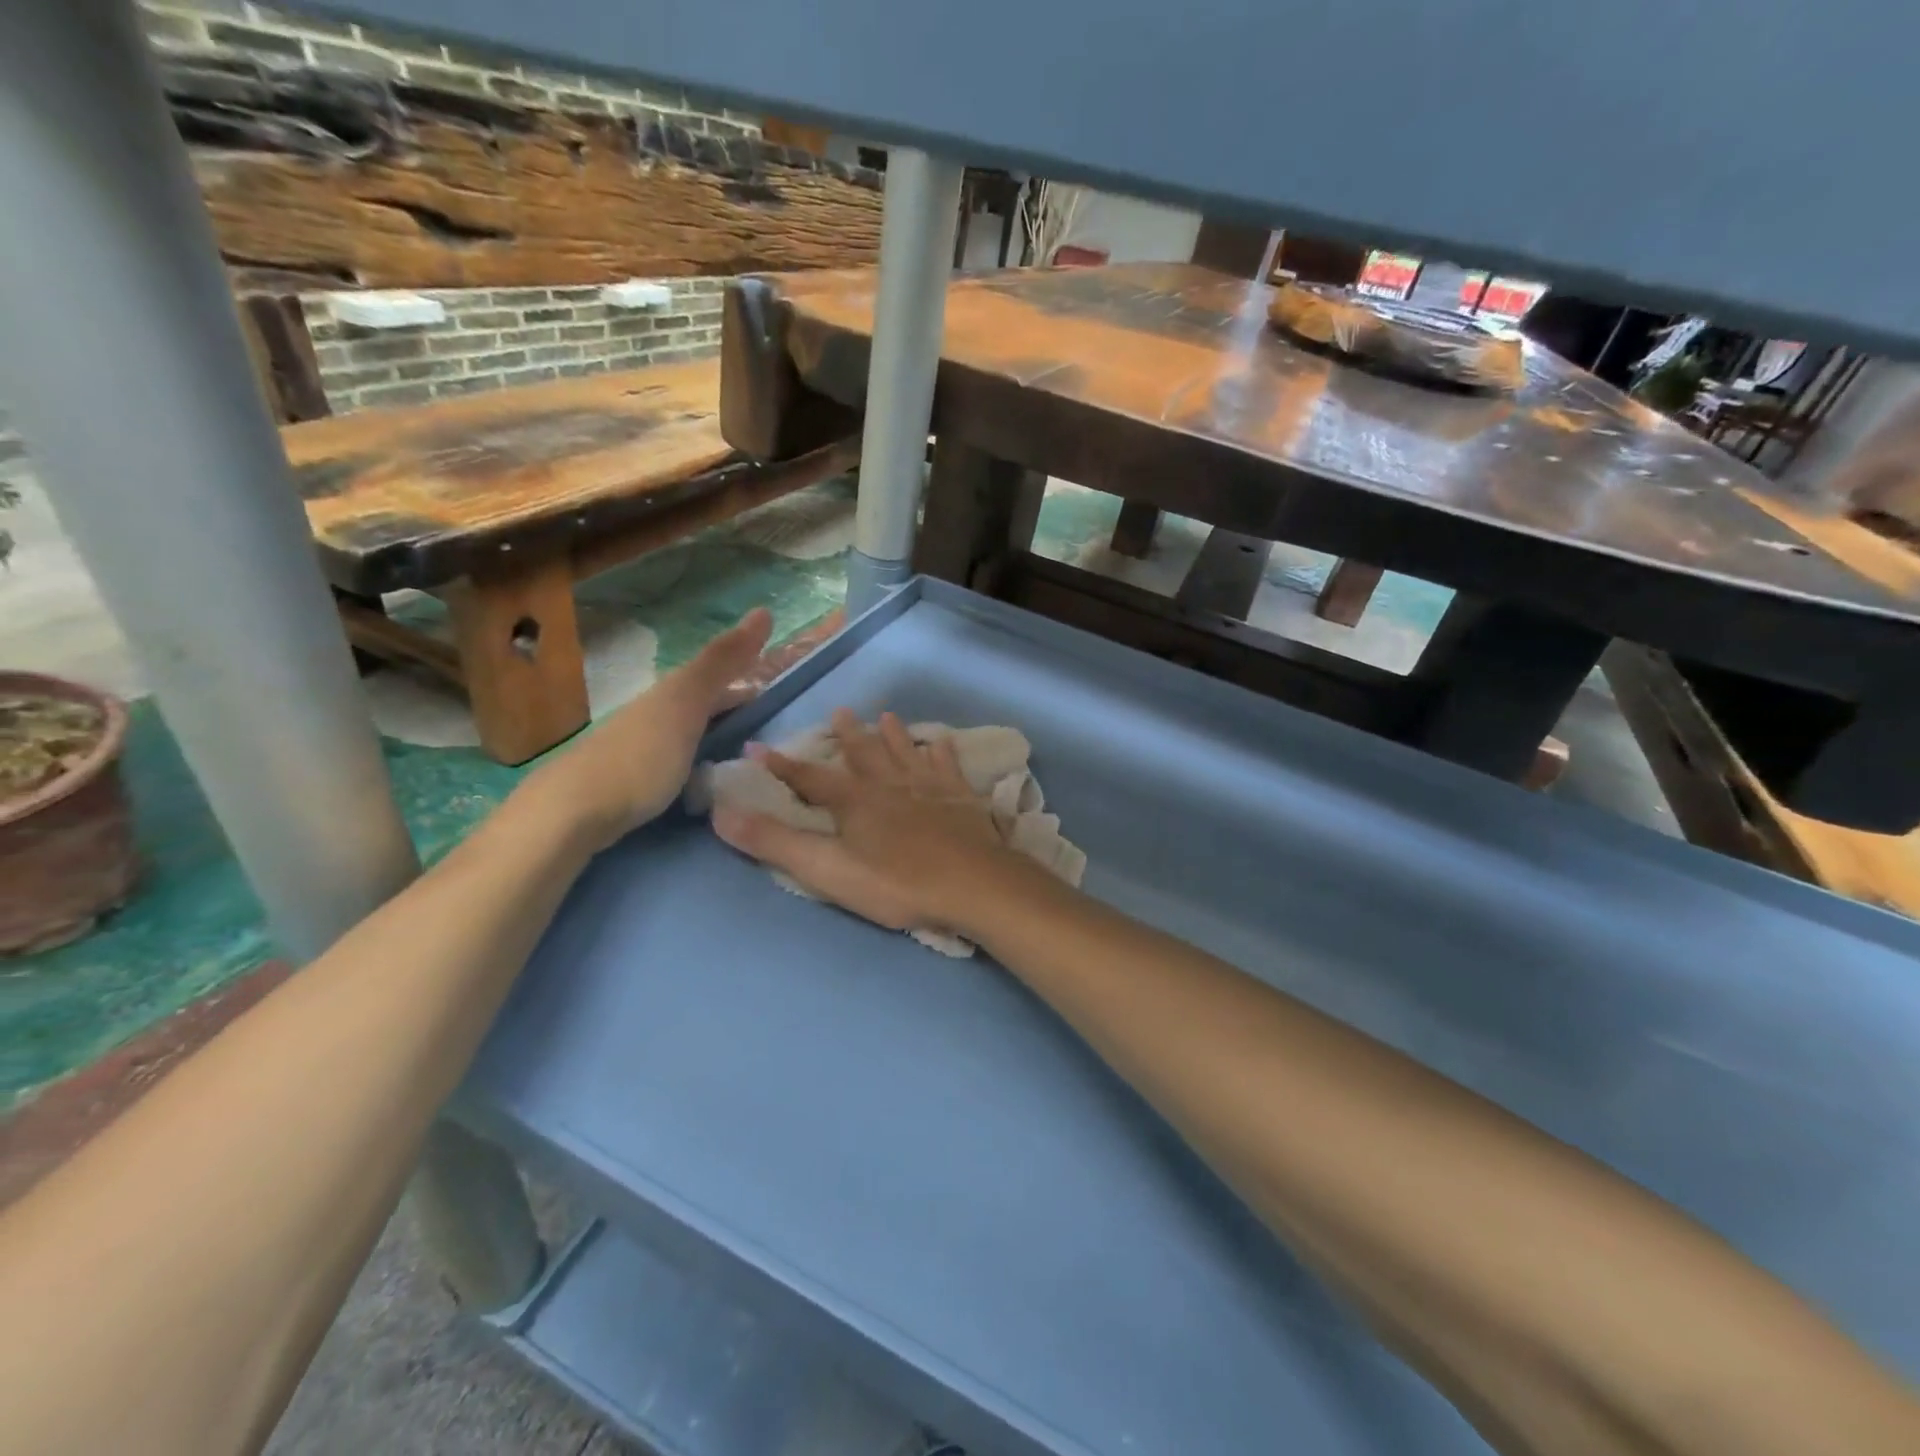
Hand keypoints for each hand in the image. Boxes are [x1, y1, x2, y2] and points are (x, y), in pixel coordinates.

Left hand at [523, 608, 771, 851]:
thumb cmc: (640, 757)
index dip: (745, 673)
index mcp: (669, 694)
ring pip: (688, 732)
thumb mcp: (686, 703)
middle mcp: (653, 715)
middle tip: (768, 718)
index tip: (776, 683)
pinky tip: (706, 781)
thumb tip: (763, 610)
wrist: (572, 813)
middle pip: (700, 702)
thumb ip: (721, 663)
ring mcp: (640, 750)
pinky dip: (699, 762)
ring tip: (746, 752)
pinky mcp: (633, 784)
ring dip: (716, 734)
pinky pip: (678, 762)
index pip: (715, 675)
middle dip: (731, 704)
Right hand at [712, 709, 1024, 934]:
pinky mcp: (961, 798)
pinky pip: (948, 766)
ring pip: (905, 752)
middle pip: (863, 754)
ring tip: (886, 716)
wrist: (972, 884)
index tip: (757, 747)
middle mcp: (889, 784)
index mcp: (854, 801)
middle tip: (840, 712)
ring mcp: (929, 787)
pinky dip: (942, 752)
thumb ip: (775, 843)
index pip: (809, 778)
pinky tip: (942, 742)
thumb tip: (722, 814)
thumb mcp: (827, 870)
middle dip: (847, 736)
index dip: (781, 765)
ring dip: (893, 735)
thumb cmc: (896, 883)